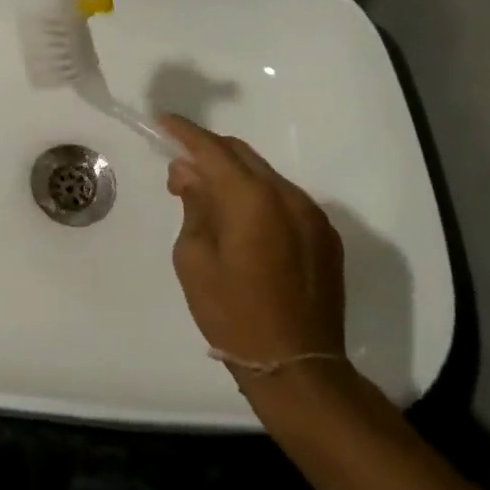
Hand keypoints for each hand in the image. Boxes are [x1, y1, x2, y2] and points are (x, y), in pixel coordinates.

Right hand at [161, 114, 346, 377]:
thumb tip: (189, 173)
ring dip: (234, 176)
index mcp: (251, 198)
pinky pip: (284, 199)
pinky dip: (258, 197)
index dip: (185, 132)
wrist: (298, 367)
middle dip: (208, 153)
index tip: (163, 122)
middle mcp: (287, 196)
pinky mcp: (326, 236)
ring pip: (265, 175)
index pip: (212, 149)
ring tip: (209, 199)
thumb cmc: (233, 313)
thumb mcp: (194, 258)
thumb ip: (194, 205)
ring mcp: (312, 215)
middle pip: (242, 154)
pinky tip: (242, 221)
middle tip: (180, 171)